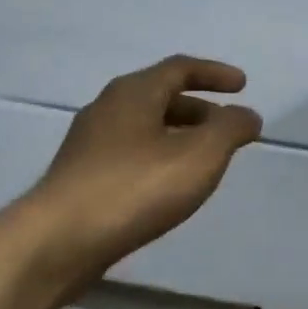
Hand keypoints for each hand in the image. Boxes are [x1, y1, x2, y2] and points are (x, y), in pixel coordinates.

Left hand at [18, 55, 262, 290]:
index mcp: (133, 93)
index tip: (243, 85)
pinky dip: (159, 158)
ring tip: (204, 161)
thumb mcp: (199, 156)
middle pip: (160, 97)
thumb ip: (229, 130)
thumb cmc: (135, 189)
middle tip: (227, 129)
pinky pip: (131, 154)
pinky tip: (169, 186)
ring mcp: (89, 144)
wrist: (60, 239)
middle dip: (200, 109)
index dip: (215, 74)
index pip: (180, 68)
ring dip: (179, 136)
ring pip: (145, 128)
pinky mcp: (82, 177)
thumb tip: (247, 115)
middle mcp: (107, 109)